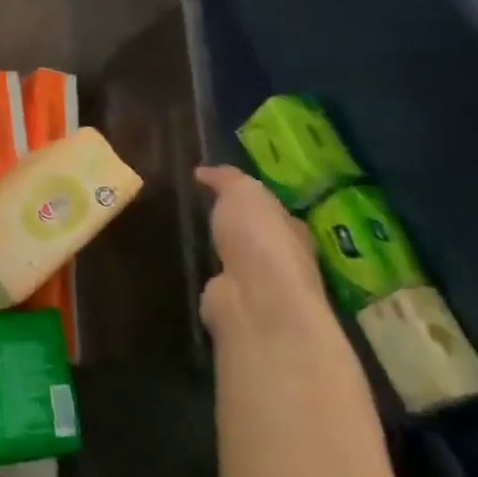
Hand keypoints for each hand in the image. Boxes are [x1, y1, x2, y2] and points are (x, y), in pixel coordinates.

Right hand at [195, 165, 338, 345]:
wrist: (255, 299)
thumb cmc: (258, 239)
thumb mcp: (243, 192)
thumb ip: (226, 179)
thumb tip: (203, 171)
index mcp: (292, 229)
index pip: (273, 210)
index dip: (250, 199)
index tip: (217, 188)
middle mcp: (282, 259)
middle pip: (255, 237)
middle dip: (233, 225)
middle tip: (197, 210)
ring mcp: (258, 286)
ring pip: (234, 260)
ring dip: (216, 251)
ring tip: (184, 236)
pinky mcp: (233, 305)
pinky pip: (216, 281)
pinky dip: (204, 273)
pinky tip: (185, 264)